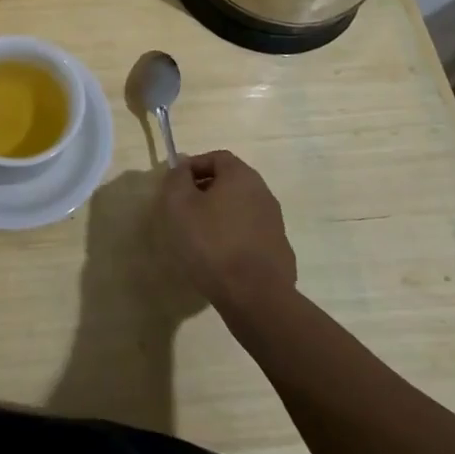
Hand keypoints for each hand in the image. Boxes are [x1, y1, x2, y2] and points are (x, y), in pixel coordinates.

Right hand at [156, 149, 297, 310]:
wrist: (255, 296)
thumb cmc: (212, 243)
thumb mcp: (180, 206)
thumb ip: (177, 179)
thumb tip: (181, 167)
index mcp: (241, 176)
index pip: (216, 157)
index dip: (193, 166)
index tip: (176, 186)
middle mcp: (263, 193)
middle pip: (230, 182)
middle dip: (205, 191)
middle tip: (183, 211)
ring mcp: (275, 222)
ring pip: (240, 208)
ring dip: (219, 215)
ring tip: (199, 237)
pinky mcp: (278, 250)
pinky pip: (250, 233)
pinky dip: (234, 237)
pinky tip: (220, 258)